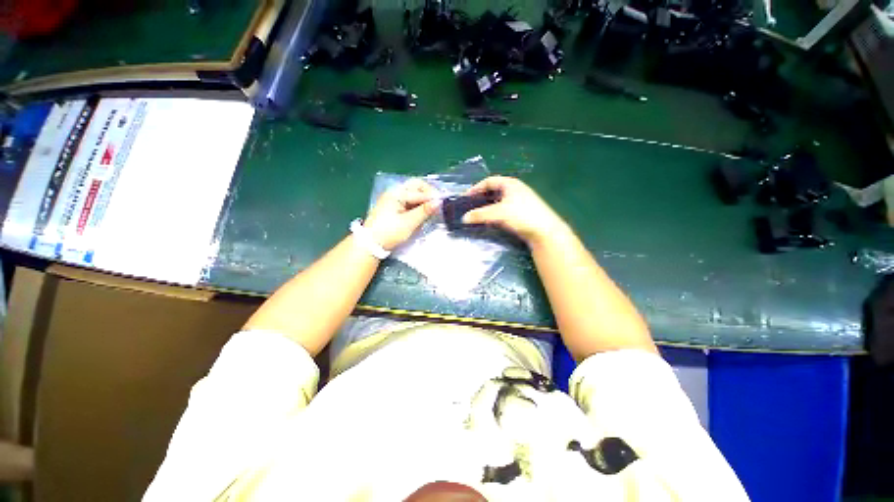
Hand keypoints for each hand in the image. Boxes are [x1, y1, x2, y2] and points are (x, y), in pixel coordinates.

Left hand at [364, 178, 439, 250]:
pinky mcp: (393, 207)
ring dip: (423, 199)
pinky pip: (409, 200)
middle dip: (428, 193)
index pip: (419, 191)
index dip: (432, 196)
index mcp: (397, 193)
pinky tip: (422, 212)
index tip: (444, 203)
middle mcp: (395, 192)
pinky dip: (417, 204)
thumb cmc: (390, 232)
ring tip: (432, 209)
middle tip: (438, 203)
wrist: (370, 243)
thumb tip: (439, 202)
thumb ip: (424, 211)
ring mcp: (393, 199)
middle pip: (415, 186)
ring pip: (413, 193)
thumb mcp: (409, 223)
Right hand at [462, 176, 567, 245]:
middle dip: (480, 198)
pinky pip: (503, 210)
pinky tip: (489, 221)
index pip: (488, 181)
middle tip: (470, 207)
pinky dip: (494, 214)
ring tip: (476, 215)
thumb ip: (480, 214)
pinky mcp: (521, 213)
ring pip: (498, 202)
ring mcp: (519, 202)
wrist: (545, 232)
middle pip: (493, 191)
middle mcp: (515, 190)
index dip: (475, 188)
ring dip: (486, 207)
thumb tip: (464, 218)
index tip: (466, 198)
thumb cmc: (522, 216)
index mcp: (510, 184)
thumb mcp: (498, 213)